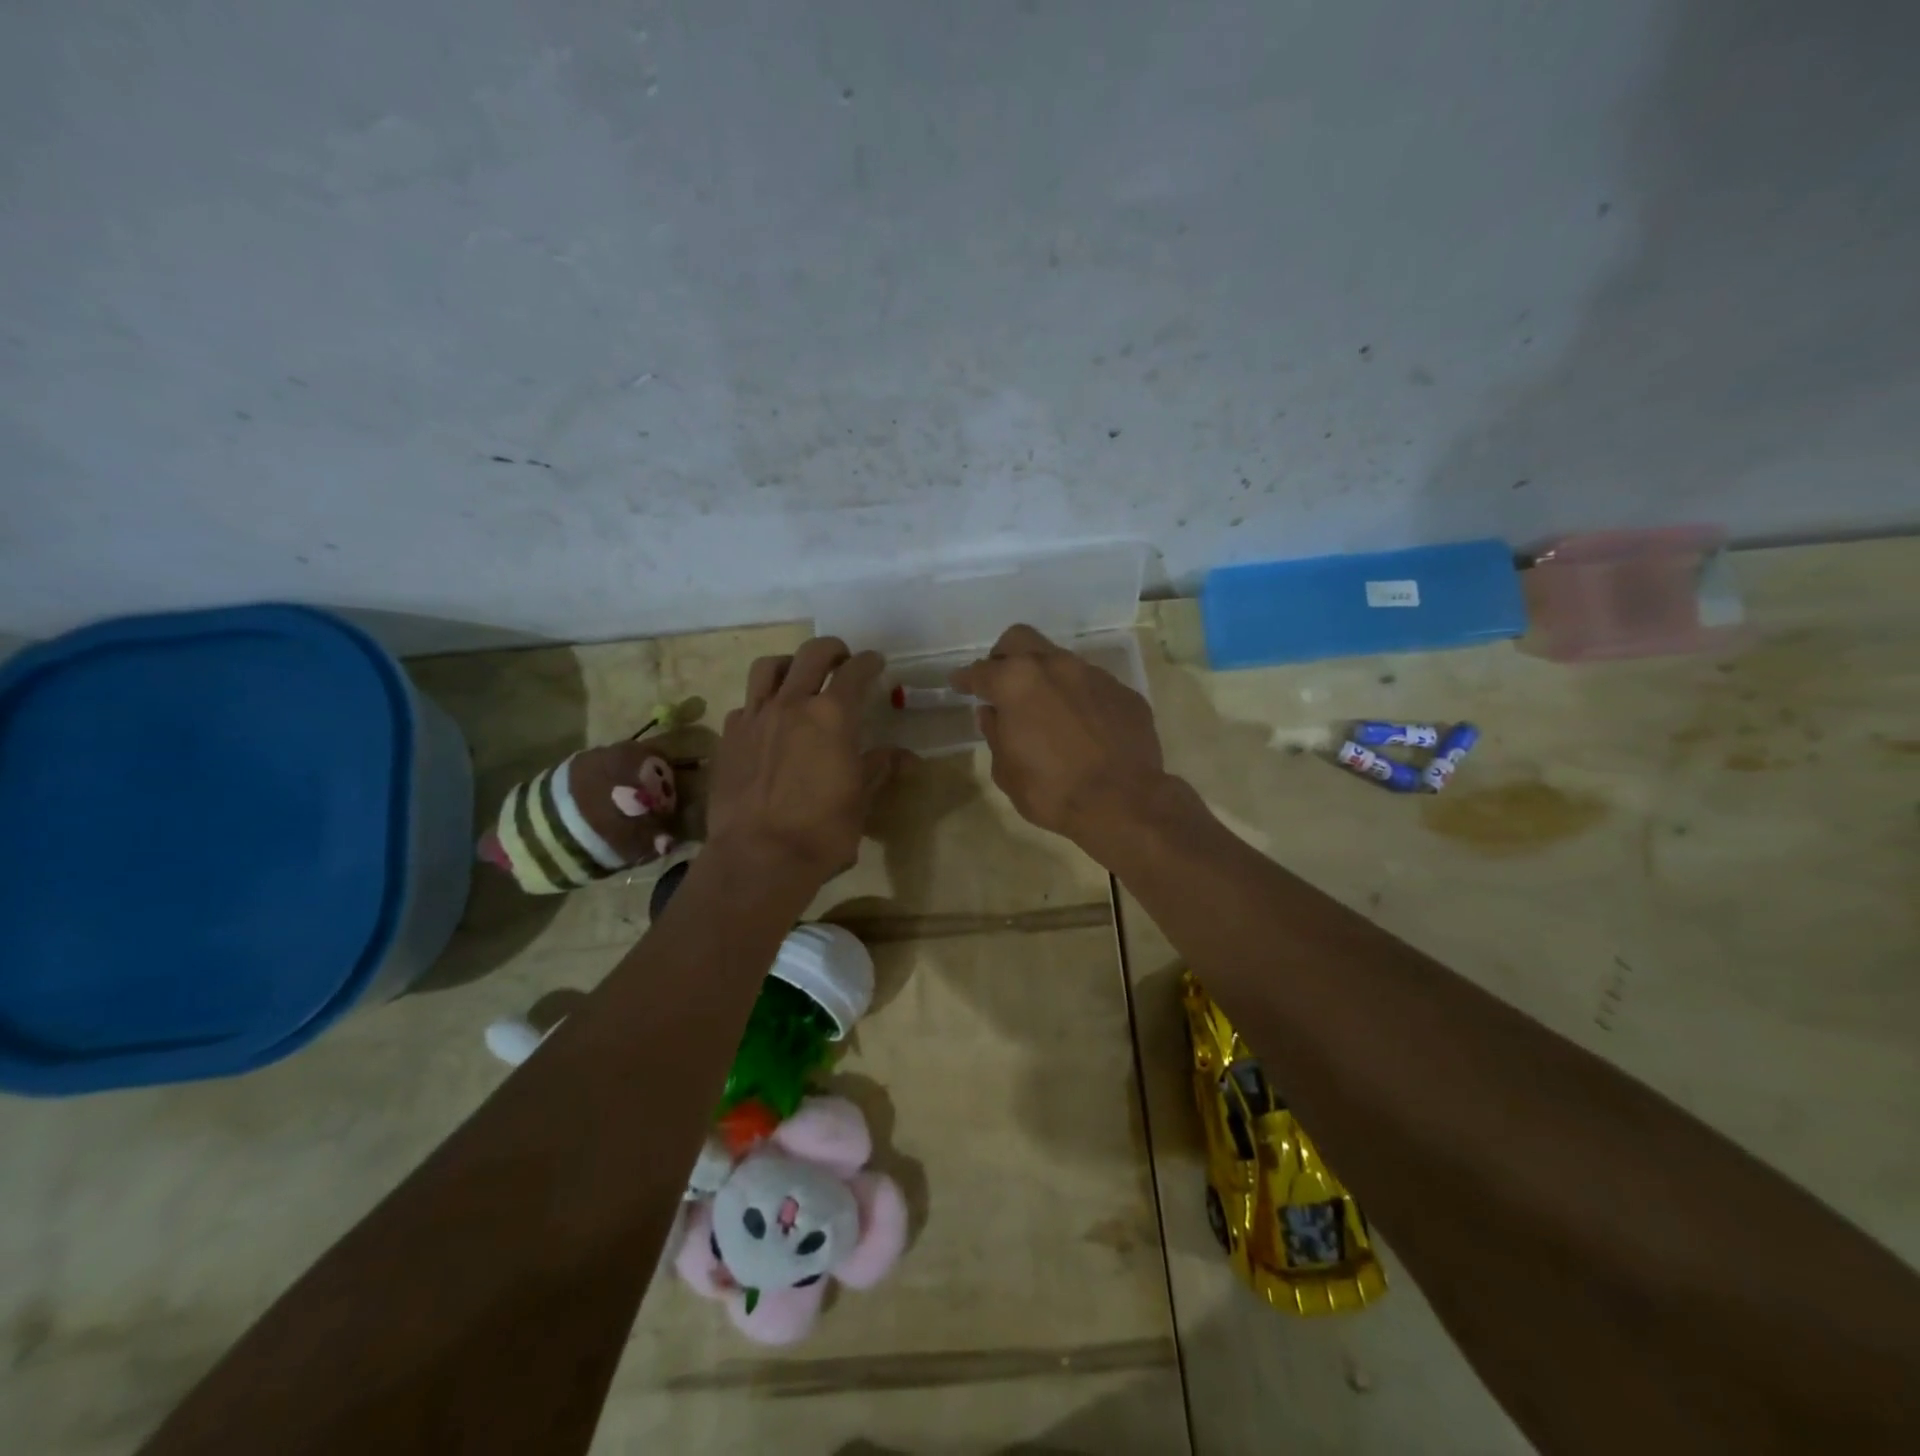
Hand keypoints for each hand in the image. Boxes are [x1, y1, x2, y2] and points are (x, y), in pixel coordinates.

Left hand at [707, 637, 899, 884]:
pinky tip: (767, 723)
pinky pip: (746, 705)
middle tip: (842, 660)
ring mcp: (755, 717)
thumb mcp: (861, 800)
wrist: (759, 858)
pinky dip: (761, 704)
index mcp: (832, 715)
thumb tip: (905, 756)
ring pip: (768, 668)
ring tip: (798, 678)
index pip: (855, 672)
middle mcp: (792, 704)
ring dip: (789, 665)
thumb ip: (879, 768)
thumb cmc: (822, 831)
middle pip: (811, 654)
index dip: (869, 662)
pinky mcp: (729, 737)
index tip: (876, 663)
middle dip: (832, 650)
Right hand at [951, 624, 1170, 849]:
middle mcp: (1055, 666)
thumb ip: (995, 734)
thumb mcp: (1007, 771)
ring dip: (1046, 678)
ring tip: (1045, 709)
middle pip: (1020, 640)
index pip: (980, 671)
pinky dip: (1078, 698)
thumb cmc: (1052, 791)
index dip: (965, 679)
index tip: (958, 684)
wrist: (1124, 802)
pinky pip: (1092, 686)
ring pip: (1060, 660)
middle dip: (1004, 656)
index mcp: (1017, 682)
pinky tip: (1082, 726)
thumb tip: (992, 714)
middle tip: (1001, 683)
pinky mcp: (1124, 692)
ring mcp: (1094, 675)